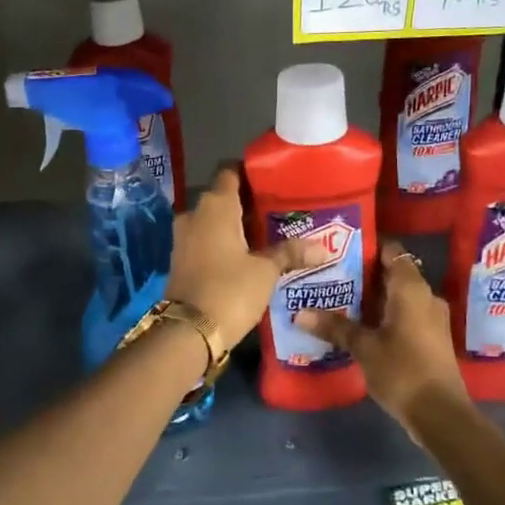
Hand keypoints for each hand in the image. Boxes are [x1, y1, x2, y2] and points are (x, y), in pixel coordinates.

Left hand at [166, 168, 318, 343]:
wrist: (189, 331)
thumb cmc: (230, 290)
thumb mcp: (266, 272)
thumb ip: (290, 253)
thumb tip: (323, 248)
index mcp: (216, 205)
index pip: (230, 173)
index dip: (249, 174)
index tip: (272, 182)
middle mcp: (194, 214)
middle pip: (222, 198)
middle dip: (247, 204)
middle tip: (277, 213)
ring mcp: (183, 237)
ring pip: (212, 221)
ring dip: (234, 226)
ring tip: (265, 235)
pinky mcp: (180, 259)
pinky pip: (204, 240)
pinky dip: (222, 243)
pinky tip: (245, 256)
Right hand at [295, 241, 469, 425]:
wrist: (440, 414)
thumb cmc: (402, 370)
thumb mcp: (363, 347)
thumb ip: (334, 327)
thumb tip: (300, 313)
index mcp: (411, 289)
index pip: (392, 252)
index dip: (368, 246)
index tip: (341, 248)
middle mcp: (425, 297)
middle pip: (393, 274)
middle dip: (364, 274)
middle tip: (331, 274)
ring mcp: (431, 319)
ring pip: (398, 296)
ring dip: (372, 297)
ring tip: (338, 298)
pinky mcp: (430, 338)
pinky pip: (404, 314)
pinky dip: (383, 314)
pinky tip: (358, 324)